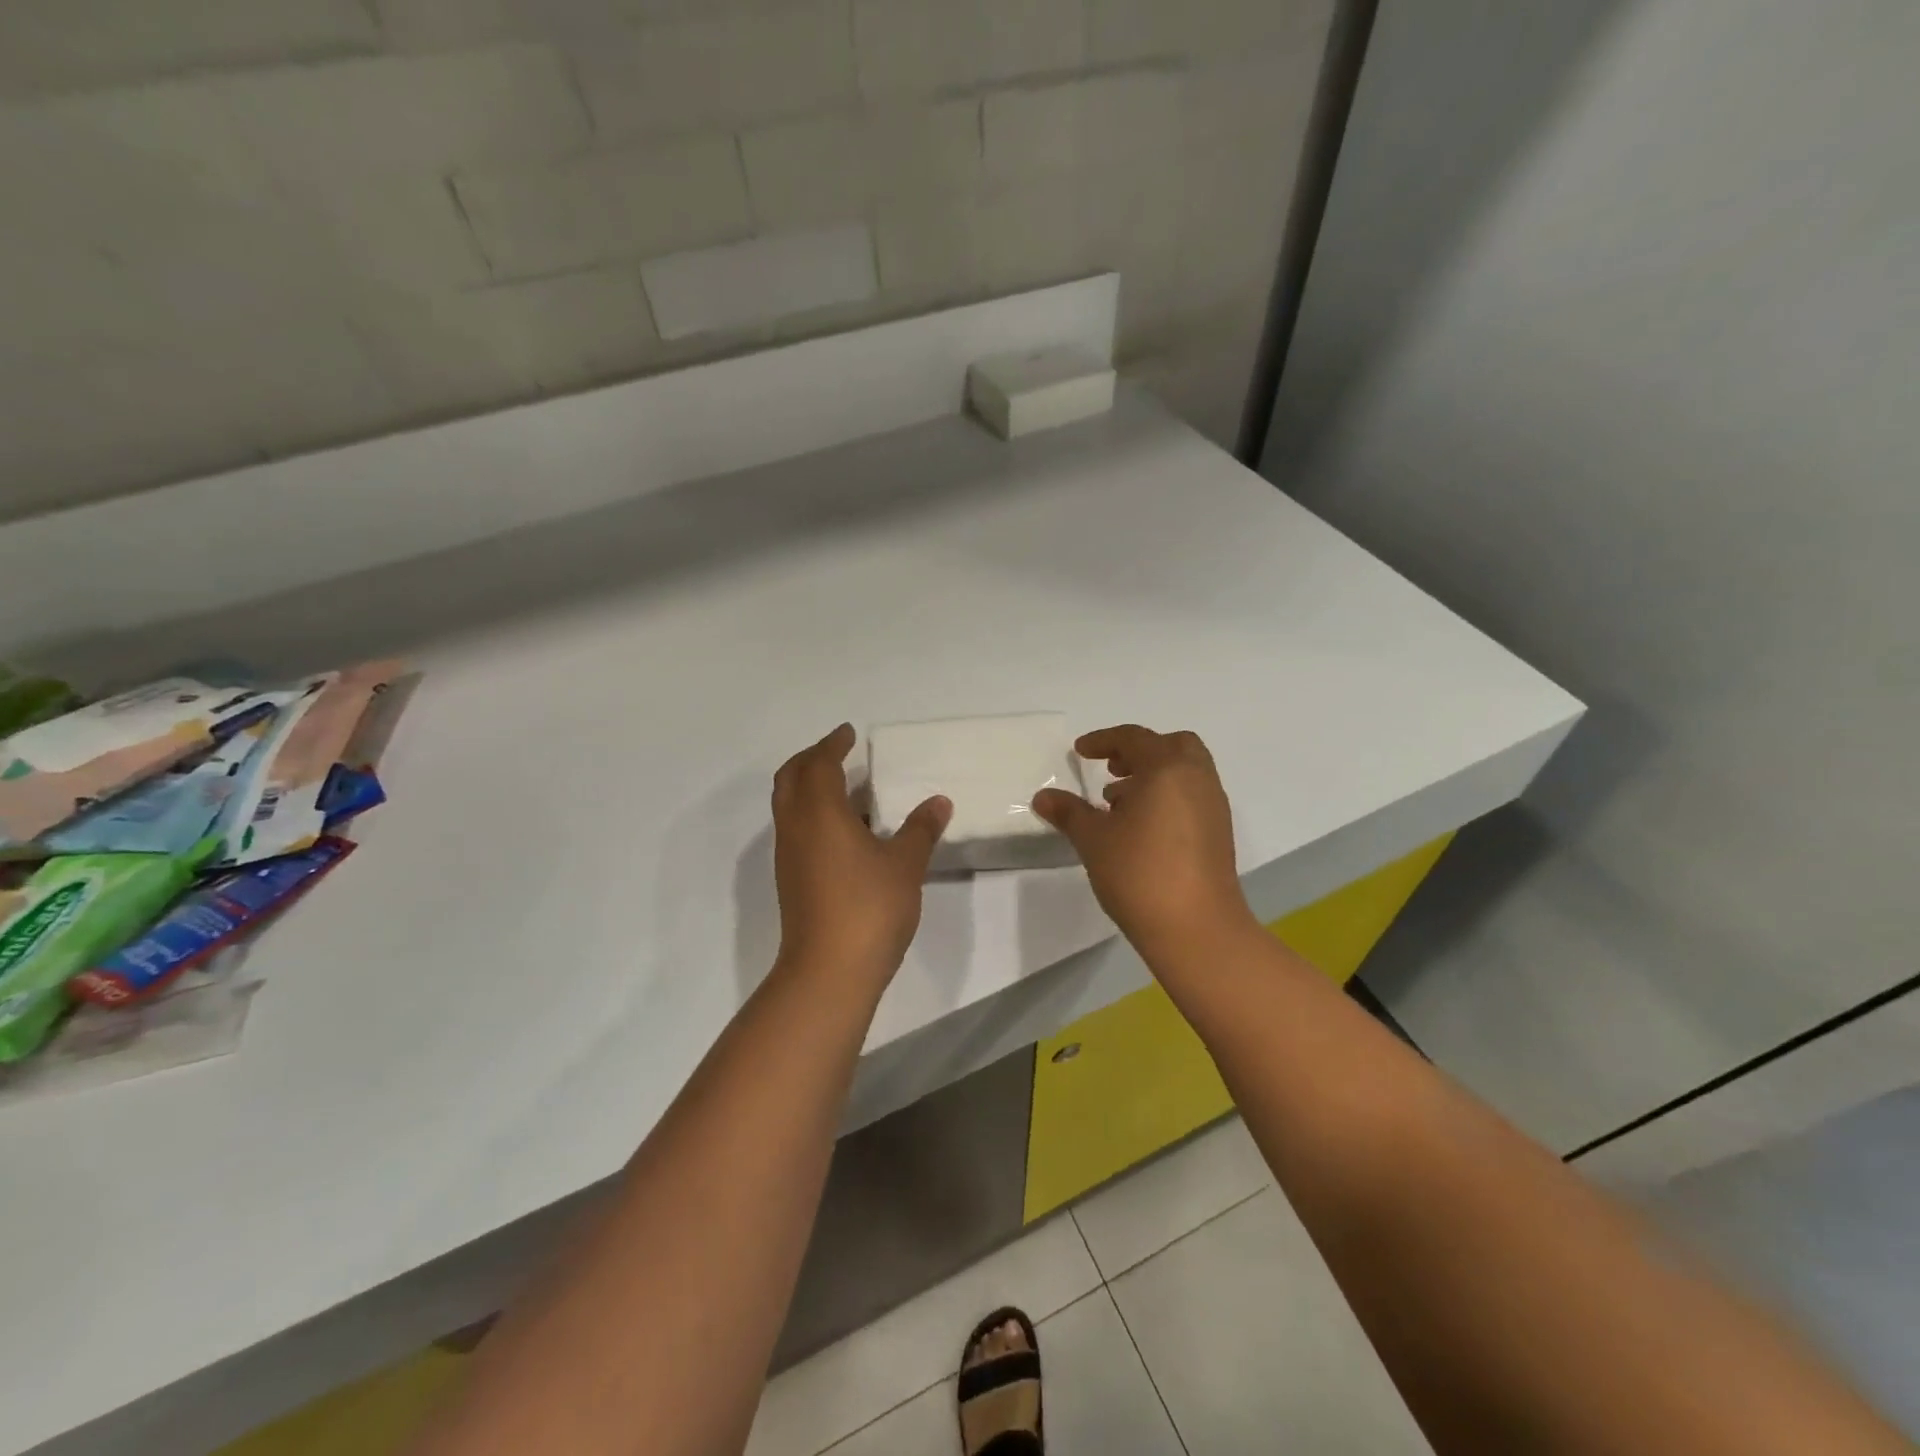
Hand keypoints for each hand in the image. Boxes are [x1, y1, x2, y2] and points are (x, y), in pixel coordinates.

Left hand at [771, 723, 950, 982]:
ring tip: (846, 788)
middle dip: (812, 759)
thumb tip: (939, 802)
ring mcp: (789, 856)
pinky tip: (845, 831)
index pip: (819, 764)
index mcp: (819, 813)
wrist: (828, 971)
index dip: (833, 745)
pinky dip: (813, 814)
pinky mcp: (791, 880)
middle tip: (839, 752)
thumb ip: (920, 829)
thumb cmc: (868, 907)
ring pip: (789, 805)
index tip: (849, 734)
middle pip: (791, 778)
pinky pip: (796, 829)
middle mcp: (796, 827)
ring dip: (810, 787)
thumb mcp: (904, 864)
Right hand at [1033, 725, 1258, 960]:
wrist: (1197, 929)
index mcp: (1167, 769)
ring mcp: (1213, 806)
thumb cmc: (1140, 873)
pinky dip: (1167, 797)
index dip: (1103, 740)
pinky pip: (1192, 796)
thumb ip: (1069, 812)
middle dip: (1138, 751)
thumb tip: (1043, 796)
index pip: (1134, 738)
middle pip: (1172, 745)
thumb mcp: (1093, 839)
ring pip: (1185, 772)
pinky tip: (1141, 829)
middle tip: (1110, 770)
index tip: (1079, 752)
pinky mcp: (1219, 833)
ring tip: (1117, 804)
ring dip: (1153, 776)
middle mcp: (1196, 779)